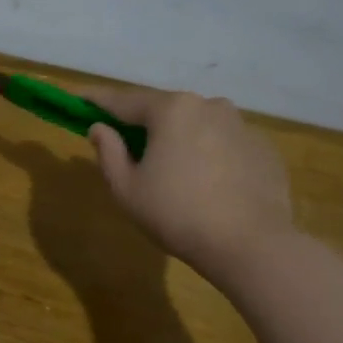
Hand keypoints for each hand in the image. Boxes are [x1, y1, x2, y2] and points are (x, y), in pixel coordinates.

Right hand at [81, 85, 295, 288]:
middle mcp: (208, 106)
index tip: (78, 97)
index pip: (123, 100)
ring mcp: (242, 125)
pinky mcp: (264, 149)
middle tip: (126, 141)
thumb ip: (109, 152)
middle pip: (164, 109)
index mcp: (171, 110)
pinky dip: (209, 154)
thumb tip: (100, 128)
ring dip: (179, 137)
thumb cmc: (177, 214)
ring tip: (171, 167)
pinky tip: (206, 183)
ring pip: (198, 124)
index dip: (97, 100)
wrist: (252, 245)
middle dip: (143, 122)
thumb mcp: (127, 189)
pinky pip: (224, 143)